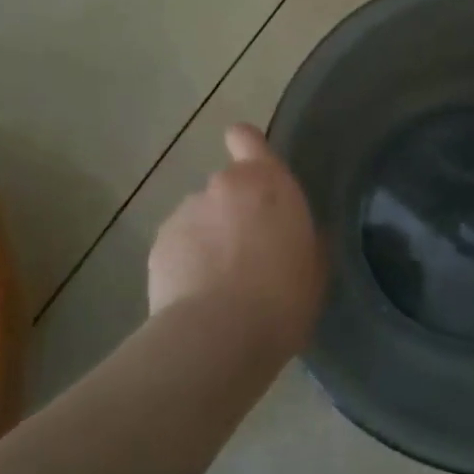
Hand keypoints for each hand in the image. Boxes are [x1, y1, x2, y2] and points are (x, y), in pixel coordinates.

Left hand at [149, 124, 326, 360]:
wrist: (220, 335)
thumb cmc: (284, 296)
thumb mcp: (315, 266)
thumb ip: (303, 236)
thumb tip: (291, 234)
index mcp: (267, 183)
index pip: (247, 138)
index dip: (247, 147)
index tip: (253, 168)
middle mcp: (222, 186)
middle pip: (227, 188)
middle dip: (234, 212)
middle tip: (249, 254)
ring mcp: (185, 213)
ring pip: (201, 219)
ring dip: (210, 239)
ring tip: (221, 284)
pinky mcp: (158, 245)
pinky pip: (179, 247)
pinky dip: (187, 263)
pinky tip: (198, 297)